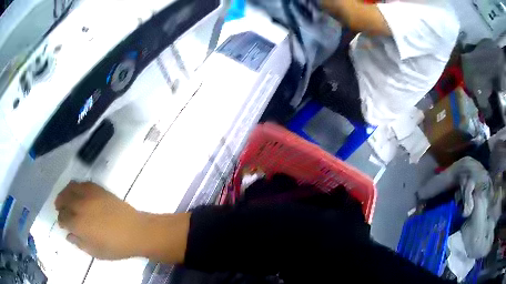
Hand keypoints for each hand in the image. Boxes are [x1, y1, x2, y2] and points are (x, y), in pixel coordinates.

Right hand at [55, 181, 145, 259]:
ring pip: (70, 188)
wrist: (136, 232)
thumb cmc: (117, 247)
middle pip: (64, 201)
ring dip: (64, 193)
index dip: (61, 221)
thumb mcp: (96, 253)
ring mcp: (89, 195)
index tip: (62, 224)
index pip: (63, 219)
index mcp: (79, 224)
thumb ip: (80, 244)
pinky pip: (82, 183)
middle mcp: (80, 206)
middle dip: (60, 206)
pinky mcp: (99, 189)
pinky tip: (76, 192)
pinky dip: (76, 186)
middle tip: (59, 209)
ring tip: (64, 198)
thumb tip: (69, 235)